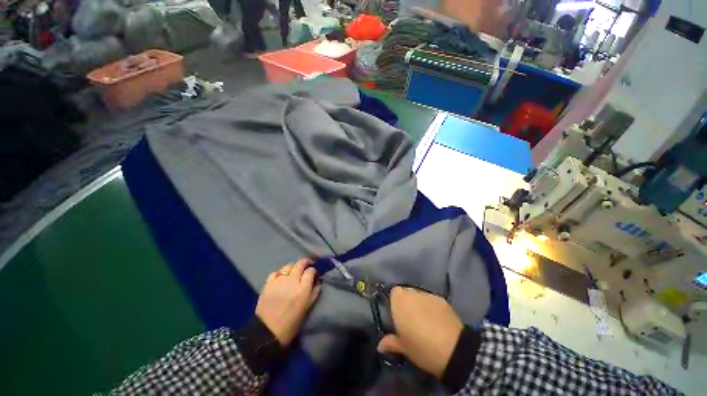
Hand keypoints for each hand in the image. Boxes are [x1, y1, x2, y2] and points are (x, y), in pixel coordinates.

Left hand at [256, 258, 321, 346]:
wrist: (267, 333)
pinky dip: (279, 273)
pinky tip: (281, 278)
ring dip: (293, 267)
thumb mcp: (307, 309)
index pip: (311, 271)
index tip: (314, 273)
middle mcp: (292, 281)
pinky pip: (275, 272)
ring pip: (288, 266)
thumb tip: (318, 282)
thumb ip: (314, 293)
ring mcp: (279, 281)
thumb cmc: (291, 324)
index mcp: (303, 289)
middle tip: (307, 265)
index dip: (313, 270)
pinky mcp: (268, 284)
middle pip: (300, 263)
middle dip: (306, 262)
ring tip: (294, 272)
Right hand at [377, 287, 463, 378]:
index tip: (397, 315)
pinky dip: (431, 307)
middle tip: (410, 319)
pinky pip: (431, 300)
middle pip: (406, 293)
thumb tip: (380, 345)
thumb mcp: (404, 348)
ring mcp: (428, 295)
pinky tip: (436, 320)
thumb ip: (390, 342)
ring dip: (419, 304)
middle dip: (407, 302)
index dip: (395, 302)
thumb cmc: (422, 348)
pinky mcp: (441, 299)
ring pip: (419, 295)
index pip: (394, 292)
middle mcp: (412, 294)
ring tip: (424, 319)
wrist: (454, 349)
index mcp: (400, 302)